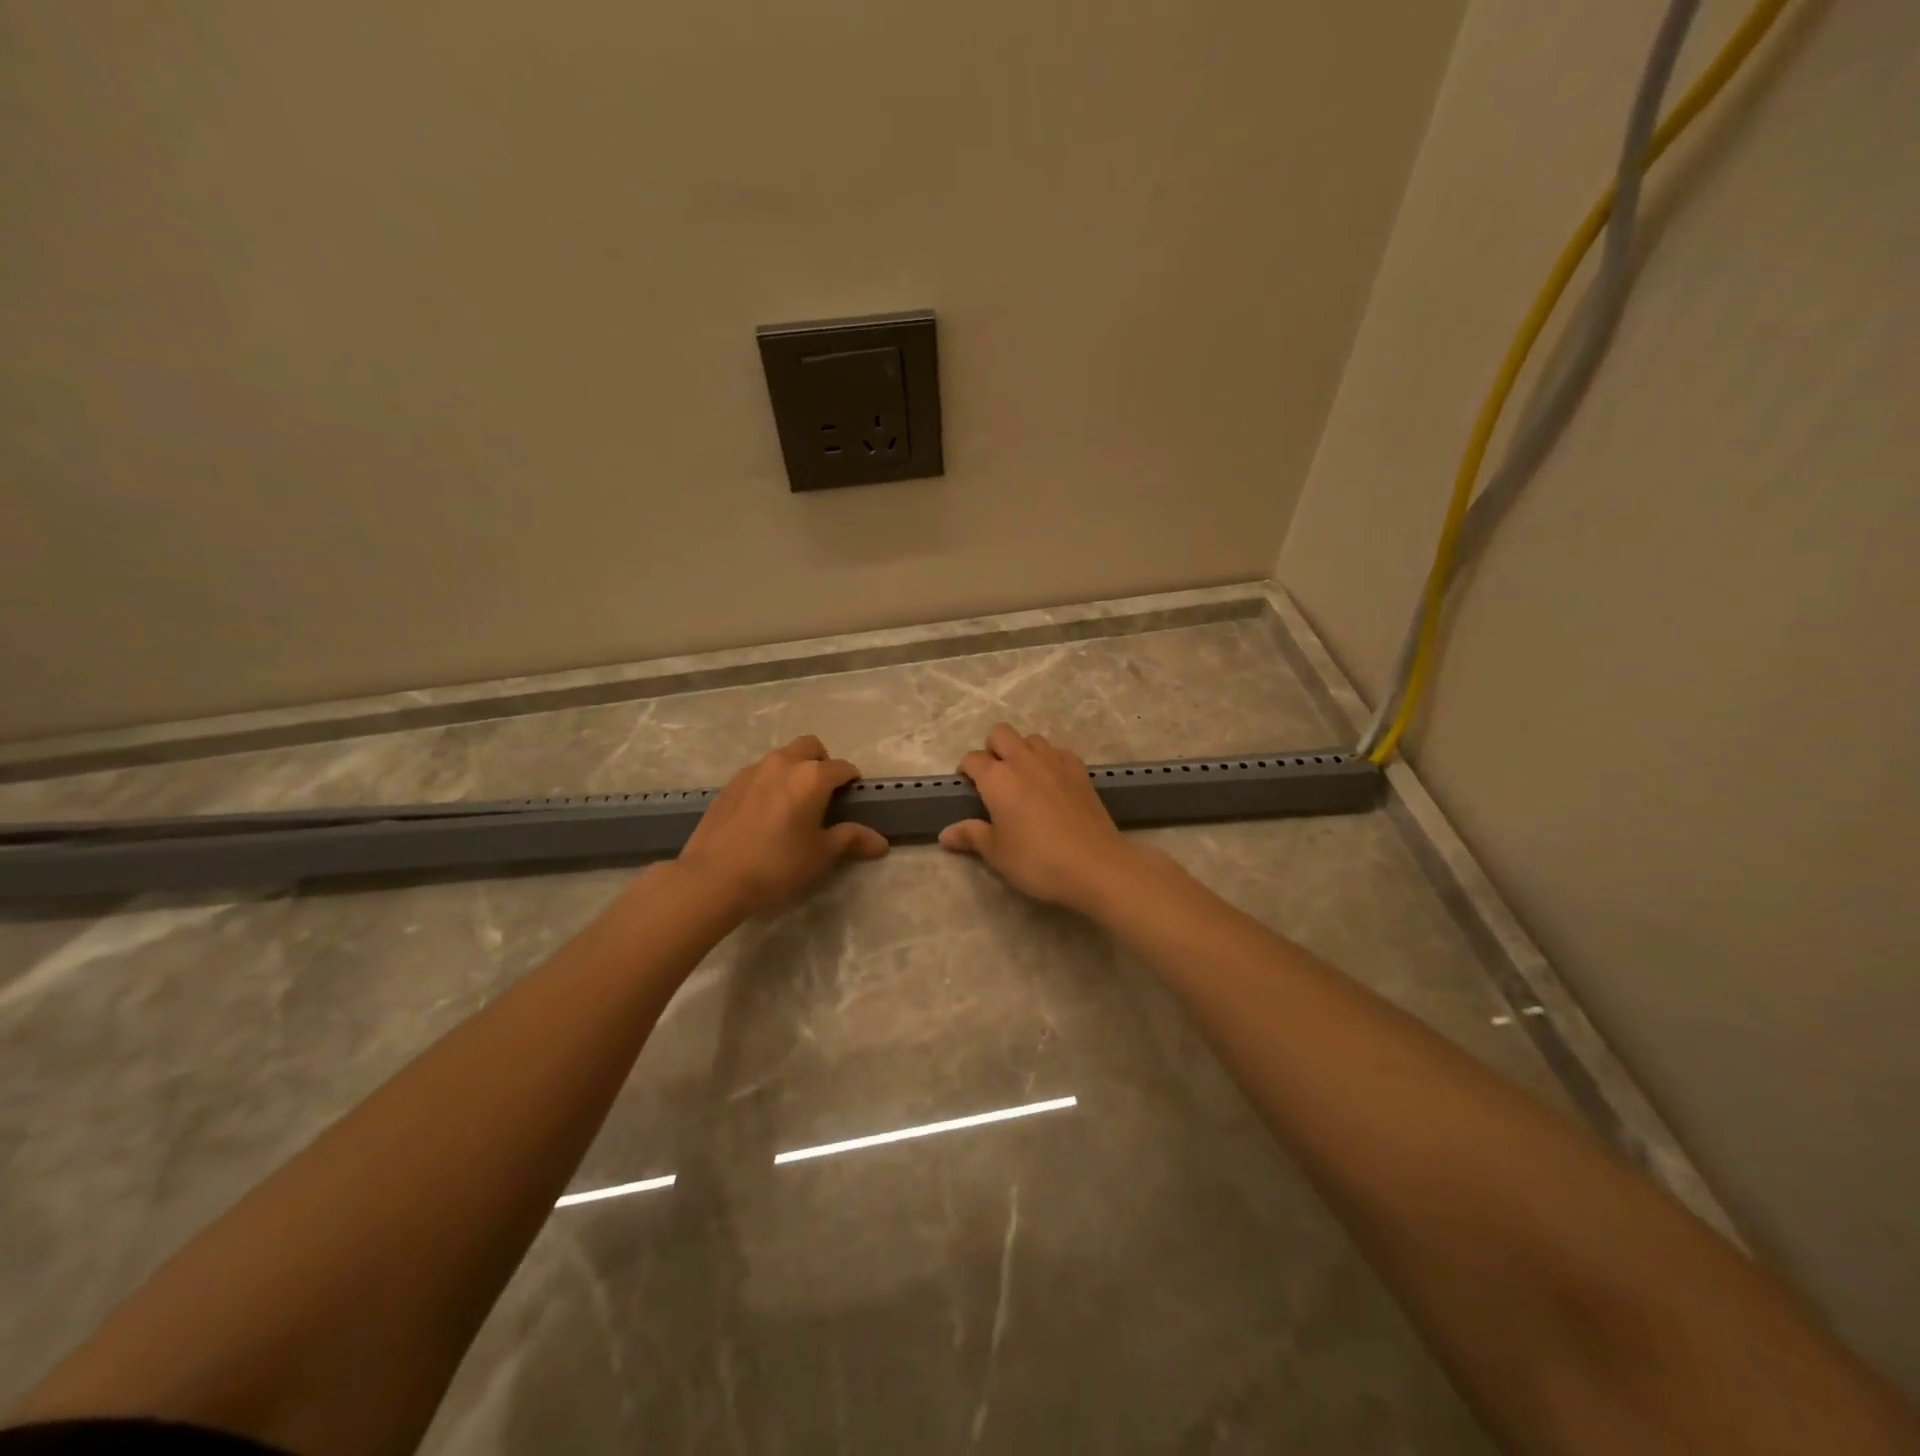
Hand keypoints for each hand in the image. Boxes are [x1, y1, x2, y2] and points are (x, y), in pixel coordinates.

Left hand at [677, 736, 887, 915]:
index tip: (853, 800)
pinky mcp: (728, 785)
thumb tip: (881, 842)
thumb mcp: (821, 855)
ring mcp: (752, 771)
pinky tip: (764, 814)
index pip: (843, 768)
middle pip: (810, 747)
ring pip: (781, 757)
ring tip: (792, 804)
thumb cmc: (777, 865)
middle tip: (823, 794)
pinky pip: (758, 773)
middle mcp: (783, 763)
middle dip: (822, 762)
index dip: (852, 782)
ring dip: (793, 770)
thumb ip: (851, 840)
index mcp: (812, 776)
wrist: (712, 878)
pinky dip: (769, 783)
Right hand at [939, 723, 1142, 911]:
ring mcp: (1055, 761)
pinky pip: (1058, 751)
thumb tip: (945, 834)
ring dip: (1021, 751)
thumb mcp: (996, 853)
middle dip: (992, 749)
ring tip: (1023, 778)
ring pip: (1031, 739)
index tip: (967, 788)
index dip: (966, 770)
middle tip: (994, 778)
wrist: (1094, 865)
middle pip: (1001, 734)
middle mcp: (1023, 760)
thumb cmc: (1036, 860)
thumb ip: (970, 836)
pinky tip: (1051, 782)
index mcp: (997, 778)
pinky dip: (1049, 759)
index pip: (972, 759)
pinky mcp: (1079, 770)